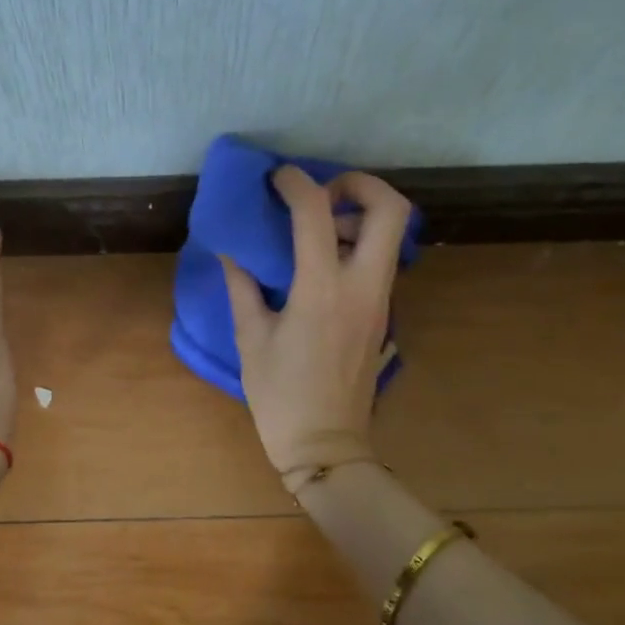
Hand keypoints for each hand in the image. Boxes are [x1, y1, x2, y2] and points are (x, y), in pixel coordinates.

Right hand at [219, 166, 413, 481]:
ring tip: (319, 228)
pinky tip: (322, 262)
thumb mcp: (251, 338)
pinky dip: (358, 244)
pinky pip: (381, 261)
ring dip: (360, 216)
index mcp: (322, 290)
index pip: (317, 214)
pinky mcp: (383, 315)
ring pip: (393, 234)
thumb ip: (243, 286)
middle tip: (323, 192)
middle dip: (360, 185)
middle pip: (392, 209)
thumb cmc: (281, 396)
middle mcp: (362, 287)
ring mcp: (380, 301)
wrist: (327, 446)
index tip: (276, 178)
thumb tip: (231, 250)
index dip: (296, 183)